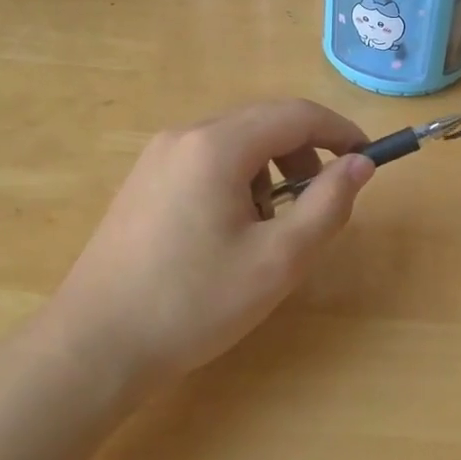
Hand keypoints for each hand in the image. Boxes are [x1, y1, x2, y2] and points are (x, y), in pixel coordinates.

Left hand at [46, 99, 374, 387]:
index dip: (339, 131)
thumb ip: (328, 205)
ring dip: (271, 169)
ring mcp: (158, 156)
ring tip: (270, 226)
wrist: (94, 345)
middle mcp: (185, 135)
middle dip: (305, 152)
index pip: (296, 114)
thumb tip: (360, 164)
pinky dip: (238, 179)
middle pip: (264, 122)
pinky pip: (207, 160)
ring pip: (236, 141)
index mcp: (217, 145)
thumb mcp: (278, 260)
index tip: (367, 159)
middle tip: (320, 201)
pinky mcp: (144, 180)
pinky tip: (230, 230)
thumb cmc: (193, 303)